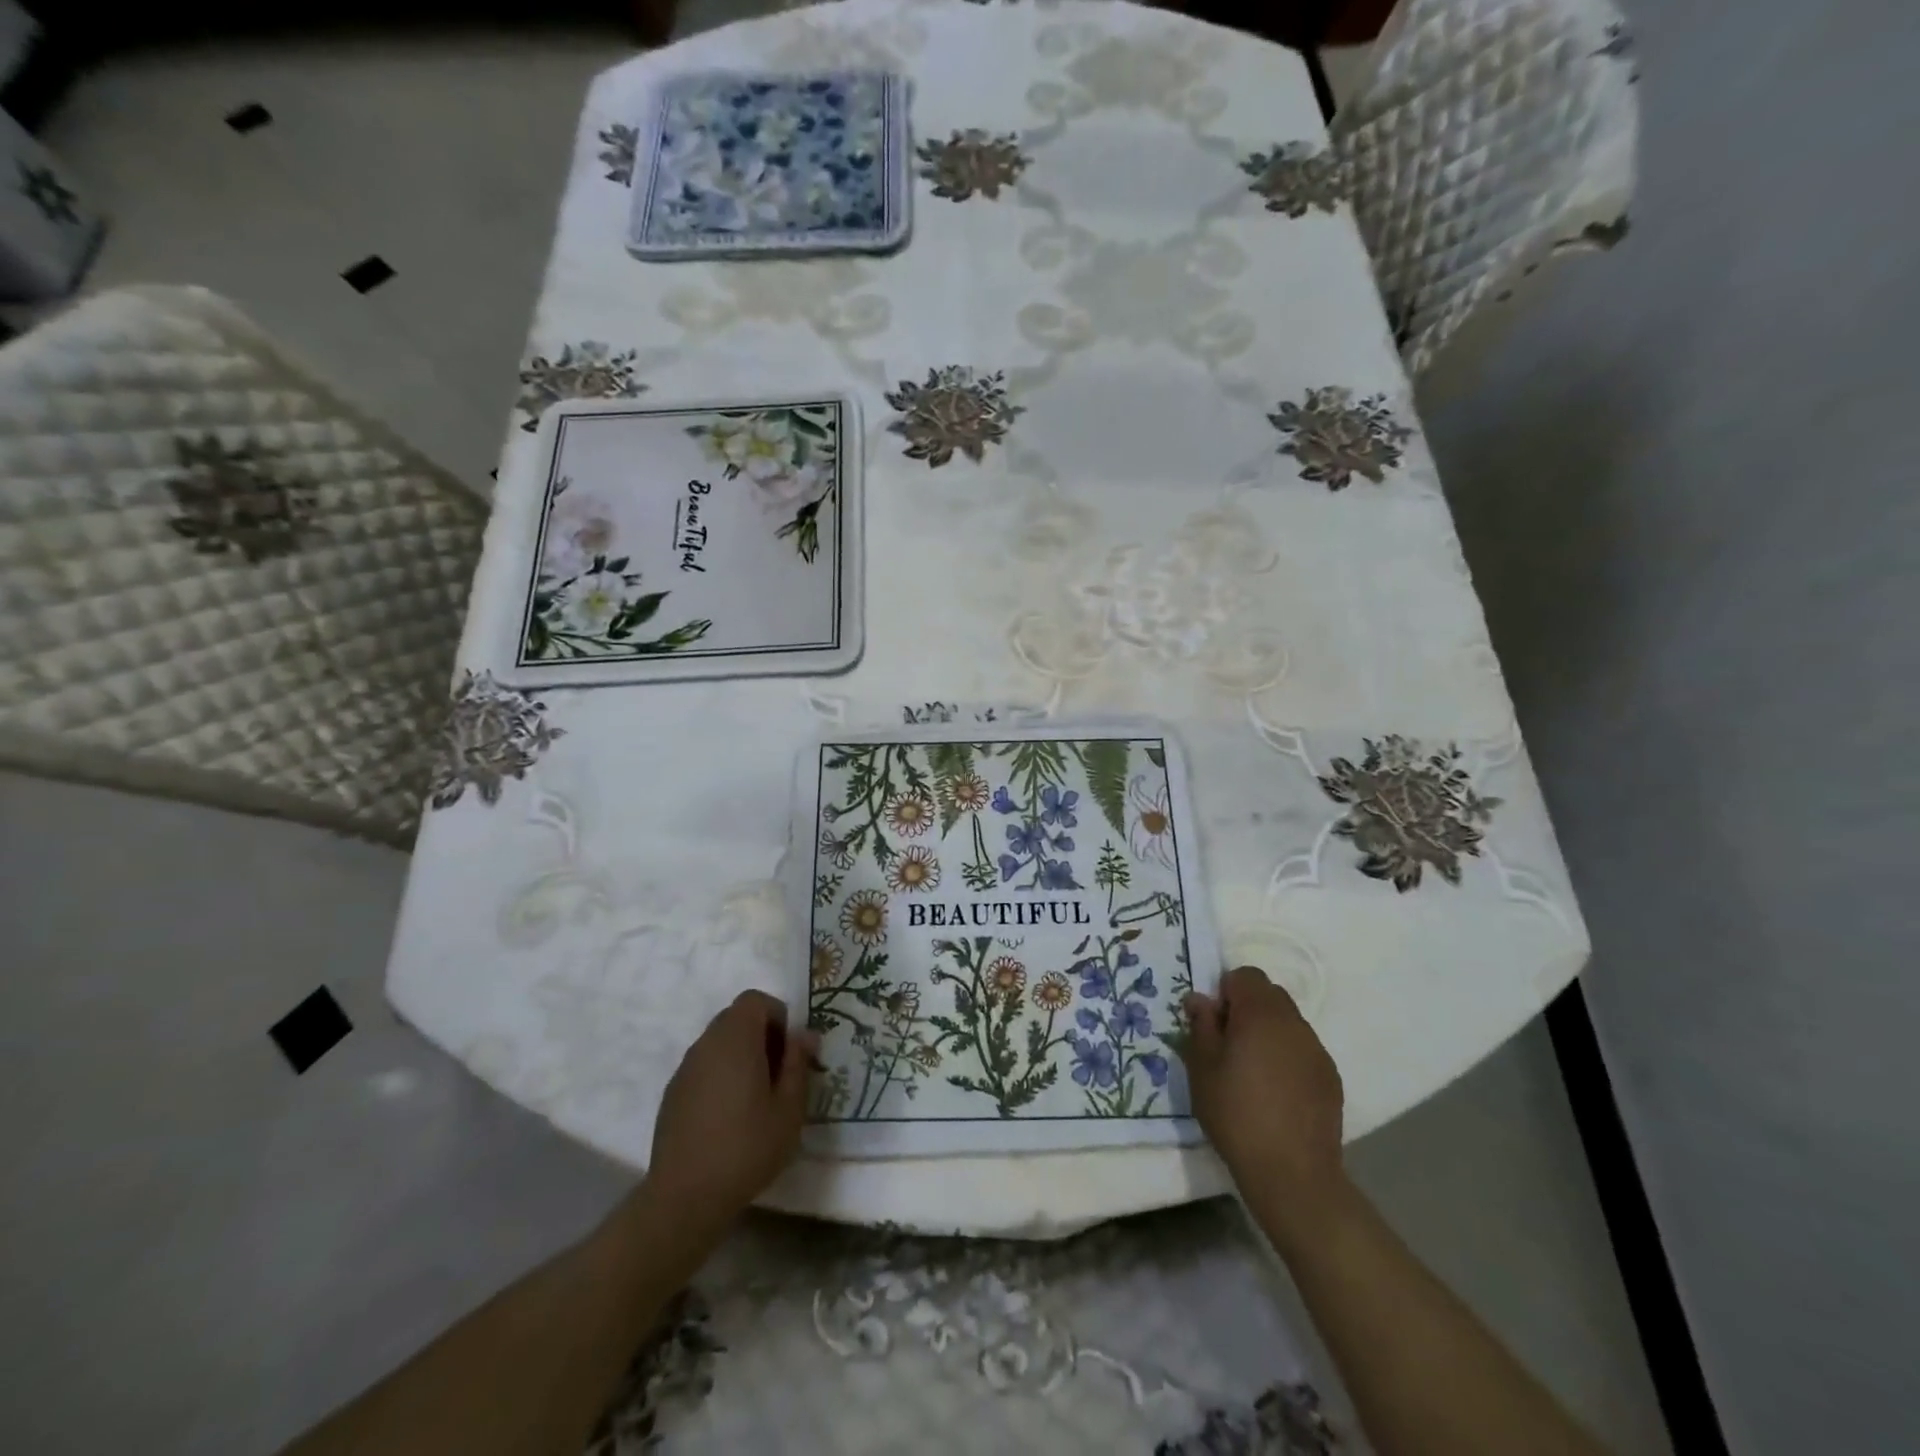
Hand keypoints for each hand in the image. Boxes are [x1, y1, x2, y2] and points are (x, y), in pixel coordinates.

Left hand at [646, 990, 817, 1233]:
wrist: (685, 1196)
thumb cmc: (747, 1147)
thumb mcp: (789, 1108)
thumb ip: (798, 1064)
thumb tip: (804, 1035)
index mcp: (736, 1039)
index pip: (755, 1000)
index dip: (777, 1016)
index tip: (789, 1050)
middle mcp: (706, 1044)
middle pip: (735, 1018)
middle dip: (761, 1035)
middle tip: (778, 1073)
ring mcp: (685, 1069)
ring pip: (718, 1043)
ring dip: (741, 1055)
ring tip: (756, 1097)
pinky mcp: (673, 1094)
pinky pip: (704, 1067)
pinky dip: (721, 1075)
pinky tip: (729, 1116)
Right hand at [1182, 966, 1344, 1209]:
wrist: (1292, 1173)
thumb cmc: (1236, 1114)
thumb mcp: (1202, 1068)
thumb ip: (1201, 1025)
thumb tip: (1200, 999)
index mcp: (1260, 1014)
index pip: (1245, 975)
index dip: (1226, 992)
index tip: (1215, 1023)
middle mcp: (1294, 1023)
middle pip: (1269, 995)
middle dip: (1248, 1008)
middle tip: (1229, 1044)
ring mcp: (1317, 1050)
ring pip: (1288, 1022)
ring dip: (1269, 1032)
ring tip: (1253, 1071)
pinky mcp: (1331, 1077)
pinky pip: (1303, 1050)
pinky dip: (1287, 1057)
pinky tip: (1276, 1092)